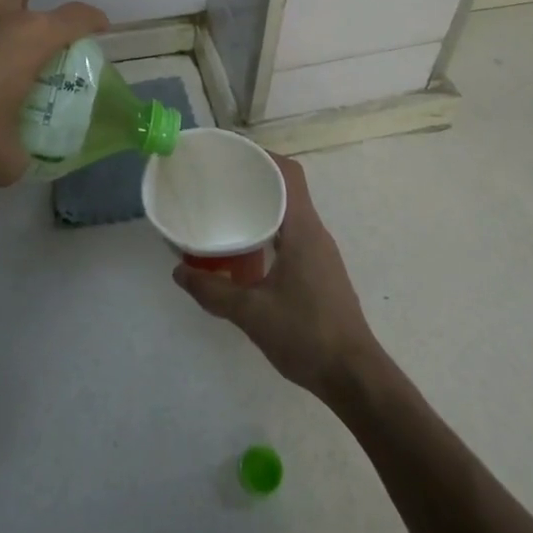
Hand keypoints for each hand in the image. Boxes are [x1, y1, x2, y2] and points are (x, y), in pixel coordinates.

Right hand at [173, 154, 382, 403]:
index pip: (289, 173)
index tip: (232, 155)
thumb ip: (213, 291)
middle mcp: (315, 233)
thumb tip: (179, 272)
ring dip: (263, 205)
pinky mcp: (320, 271)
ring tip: (227, 209)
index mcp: (303, 229)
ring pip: (290, 213)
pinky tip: (246, 248)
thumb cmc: (306, 335)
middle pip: (288, 188)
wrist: (354, 377)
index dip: (263, 156)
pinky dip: (270, 229)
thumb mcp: (251, 313)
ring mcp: (320, 253)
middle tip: (219, 181)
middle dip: (256, 178)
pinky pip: (293, 234)